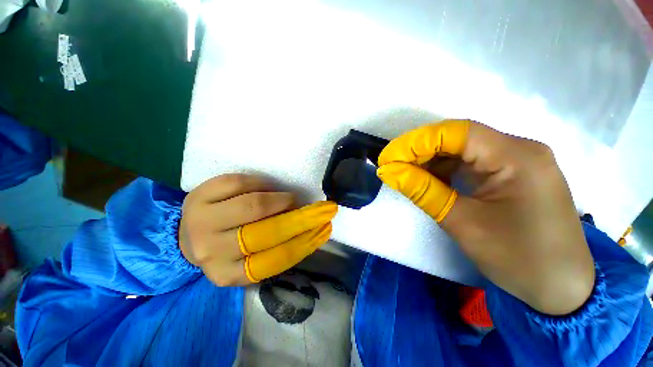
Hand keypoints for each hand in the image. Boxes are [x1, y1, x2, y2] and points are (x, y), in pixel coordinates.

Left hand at [178, 174, 336, 286]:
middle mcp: (211, 251)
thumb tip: (307, 231)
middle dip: (298, 218)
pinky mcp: (199, 196)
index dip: (304, 242)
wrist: (189, 233)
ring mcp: (201, 221)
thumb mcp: (248, 259)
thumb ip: (274, 249)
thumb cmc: (227, 246)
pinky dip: (260, 183)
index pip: (276, 259)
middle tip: (317, 209)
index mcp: (228, 273)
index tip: (323, 229)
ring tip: (289, 199)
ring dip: (280, 199)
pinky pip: (238, 183)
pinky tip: (266, 188)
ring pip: (253, 205)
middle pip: (266, 232)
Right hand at [377, 120, 594, 314]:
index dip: (415, 142)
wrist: (561, 289)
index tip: (388, 157)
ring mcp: (518, 161)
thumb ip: (422, 191)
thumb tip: (389, 171)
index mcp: (517, 157)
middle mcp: (520, 149)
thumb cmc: (518, 259)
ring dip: (431, 161)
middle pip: (459, 138)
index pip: (456, 133)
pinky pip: (471, 162)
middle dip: (420, 151)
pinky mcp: (513, 174)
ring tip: (406, 175)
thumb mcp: (461, 223)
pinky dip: (445, 170)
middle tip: (392, 167)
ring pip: (463, 150)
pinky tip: (429, 181)